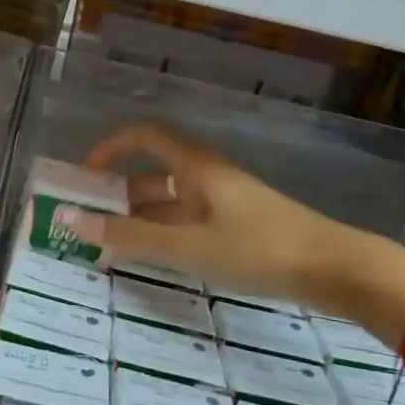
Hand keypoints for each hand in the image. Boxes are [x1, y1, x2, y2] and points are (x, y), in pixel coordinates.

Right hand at [80, 125, 404, 326]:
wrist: (335, 268)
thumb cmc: (257, 248)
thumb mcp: (187, 246)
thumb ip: (129, 236)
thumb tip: (69, 219)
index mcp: (196, 167)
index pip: (146, 137)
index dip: (112, 148)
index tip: (85, 176)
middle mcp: (208, 177)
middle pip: (155, 174)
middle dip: (120, 195)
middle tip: (92, 225)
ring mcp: (226, 202)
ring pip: (173, 203)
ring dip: (142, 220)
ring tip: (114, 250)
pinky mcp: (241, 227)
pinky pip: (191, 223)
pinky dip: (167, 236)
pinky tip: (158, 261)